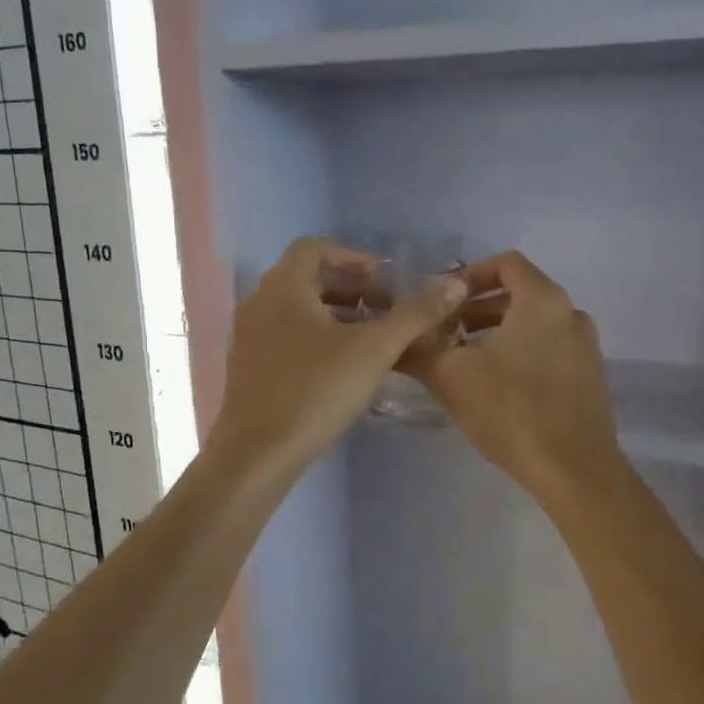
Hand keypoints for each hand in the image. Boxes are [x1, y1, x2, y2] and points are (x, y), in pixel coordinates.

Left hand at [208, 237, 469, 478]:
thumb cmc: (315, 392)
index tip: (387, 281)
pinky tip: (345, 367)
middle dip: (351, 289)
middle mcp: (259, 303)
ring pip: (298, 310)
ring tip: (374, 339)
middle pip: (308, 279)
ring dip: (337, 315)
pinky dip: (318, 338)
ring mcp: (249, 337)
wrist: (258, 455)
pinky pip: (287, 336)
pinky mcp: (250, 368)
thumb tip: (454, 283)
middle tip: (387, 310)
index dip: (355, 258)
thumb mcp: (374, 350)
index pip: (316, 248)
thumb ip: (415, 315)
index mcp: (282, 287)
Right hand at [402, 252, 623, 502]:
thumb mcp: (451, 377)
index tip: (442, 300)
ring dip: (496, 334)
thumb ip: (418, 349)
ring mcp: (585, 348)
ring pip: (533, 326)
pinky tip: (494, 388)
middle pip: (519, 295)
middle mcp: (571, 314)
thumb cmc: (512, 410)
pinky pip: (548, 351)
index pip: (506, 263)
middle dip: (476, 309)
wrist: (573, 470)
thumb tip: (392, 338)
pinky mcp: (588, 379)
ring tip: (463, 361)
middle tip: (444, 333)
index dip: (469, 274)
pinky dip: (519, 354)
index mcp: (544, 301)